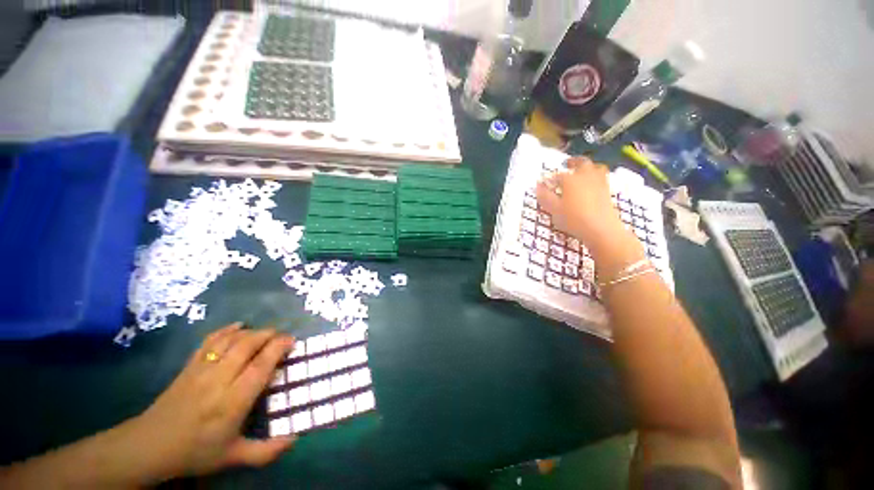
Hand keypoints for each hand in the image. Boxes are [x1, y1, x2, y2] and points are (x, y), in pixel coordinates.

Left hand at [128, 323, 295, 480]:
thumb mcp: (232, 457)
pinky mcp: (190, 365)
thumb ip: (266, 451)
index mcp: (232, 402)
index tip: (292, 342)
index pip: (260, 366)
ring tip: (266, 333)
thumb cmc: (196, 451)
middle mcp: (219, 380)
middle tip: (284, 337)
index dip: (279, 348)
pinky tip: (239, 326)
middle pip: (248, 345)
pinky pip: (211, 340)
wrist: (151, 446)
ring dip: (253, 331)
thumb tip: (296, 438)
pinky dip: (227, 329)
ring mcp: (202, 370)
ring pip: (231, 340)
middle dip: (270, 335)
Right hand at [536, 157, 624, 250]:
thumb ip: (545, 196)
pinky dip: (596, 175)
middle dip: (573, 162)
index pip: (557, 176)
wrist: (601, 229)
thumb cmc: (573, 219)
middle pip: (581, 163)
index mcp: (569, 179)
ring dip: (587, 166)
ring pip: (595, 167)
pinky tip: (592, 183)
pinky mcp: (607, 191)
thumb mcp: (554, 209)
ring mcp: (599, 182)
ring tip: (582, 170)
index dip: (550, 179)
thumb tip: (538, 186)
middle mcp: (585, 176)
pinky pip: (602, 177)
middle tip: (567, 164)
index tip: (545, 184)